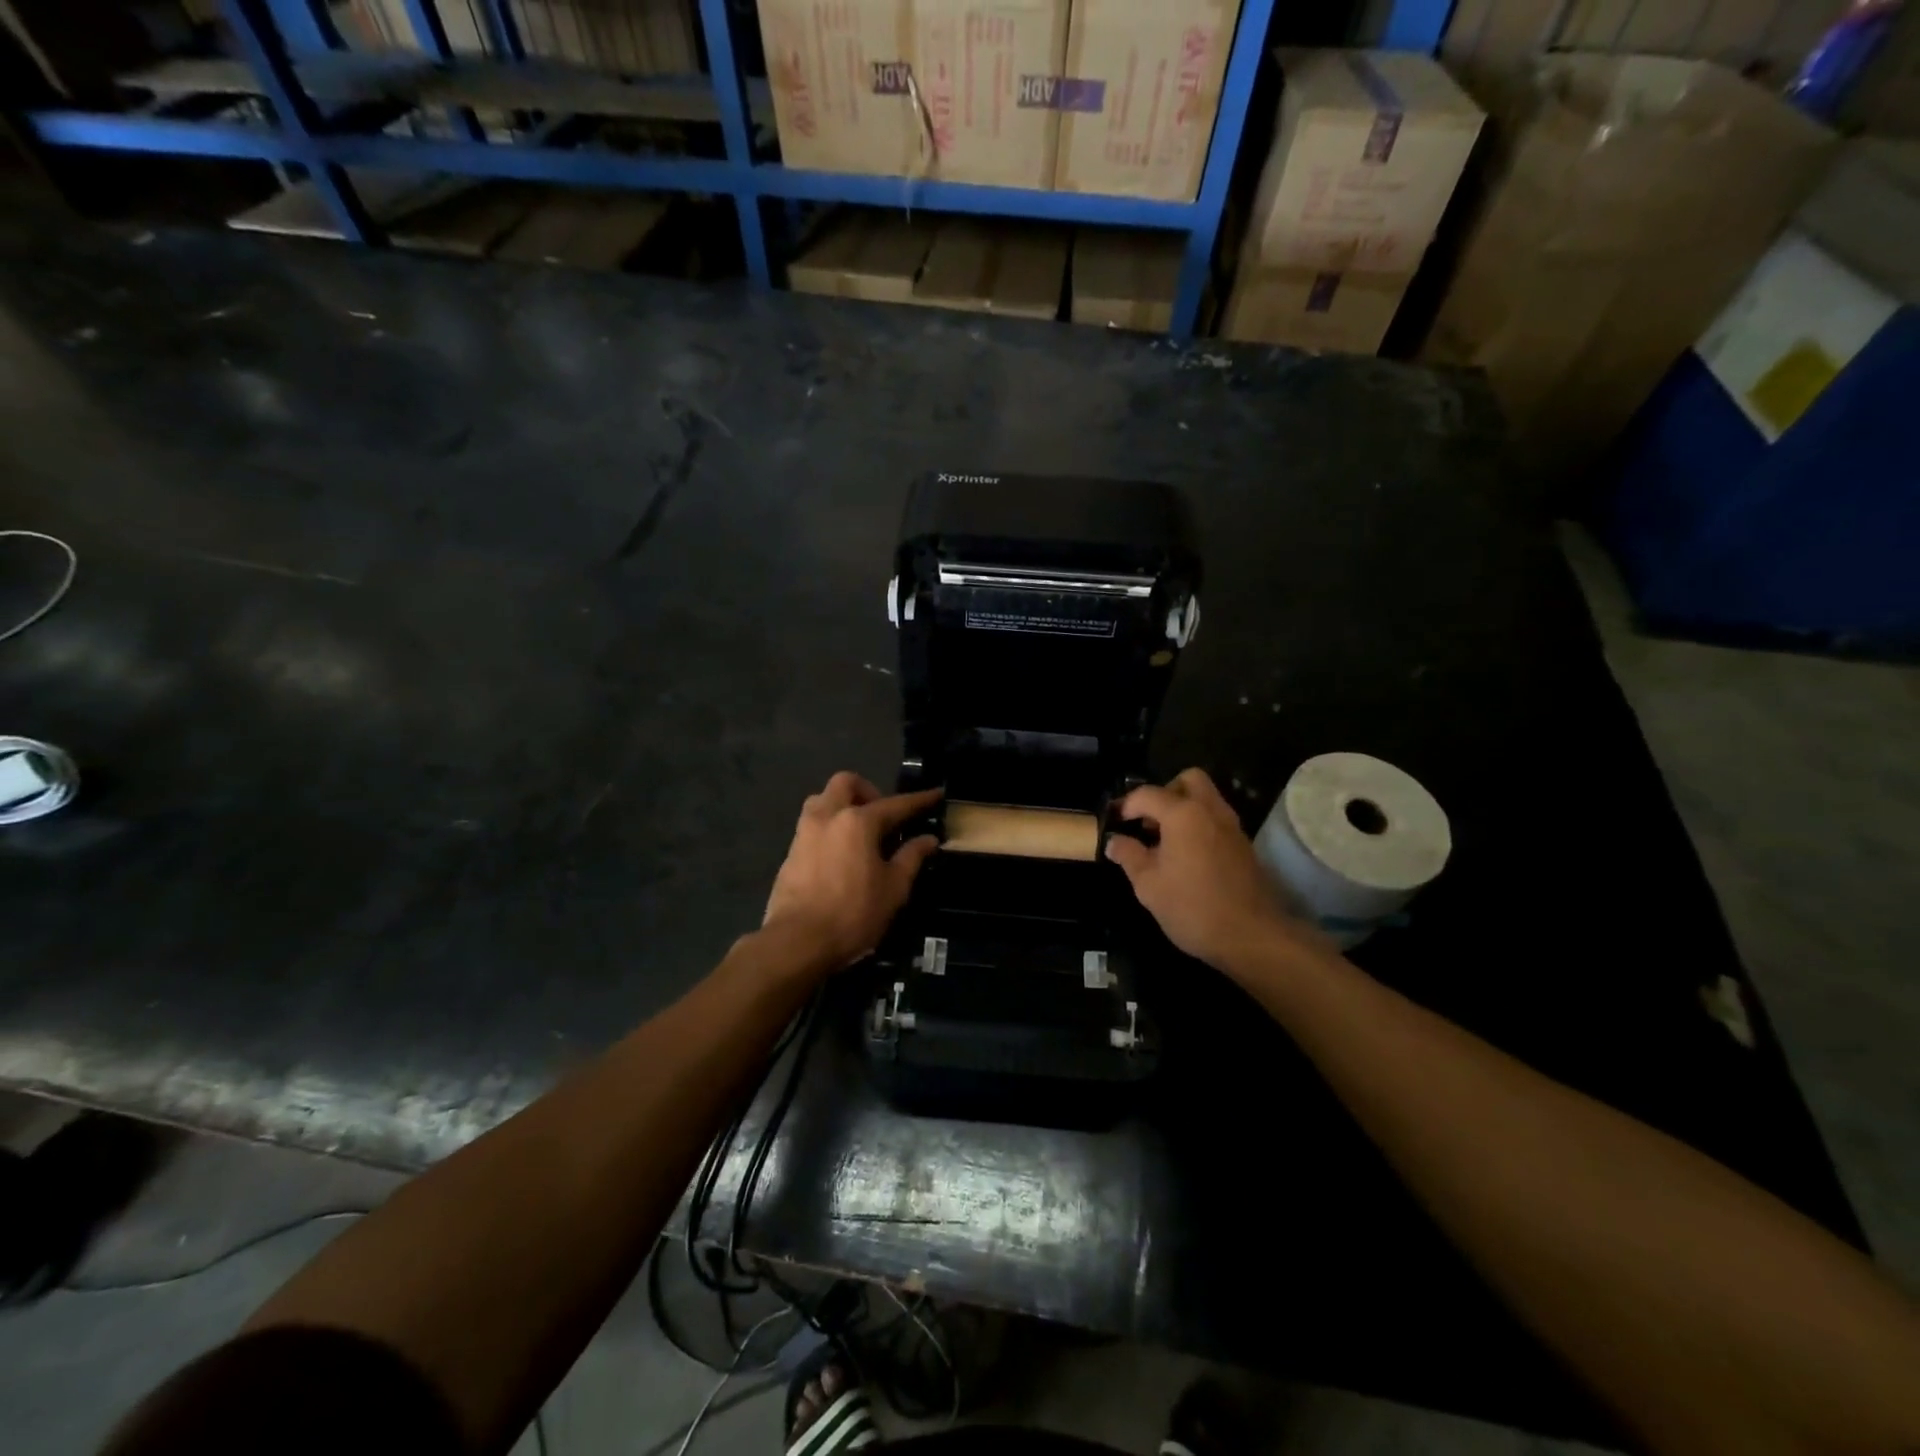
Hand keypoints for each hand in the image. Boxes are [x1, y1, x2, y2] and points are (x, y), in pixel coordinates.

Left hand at [763, 772, 941, 970]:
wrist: (797, 942)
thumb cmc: (853, 914)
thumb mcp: (893, 888)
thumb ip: (911, 857)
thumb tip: (928, 839)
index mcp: (858, 821)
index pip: (896, 804)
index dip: (919, 800)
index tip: (936, 794)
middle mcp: (828, 816)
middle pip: (846, 783)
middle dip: (868, 790)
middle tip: (884, 815)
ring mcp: (805, 832)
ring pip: (823, 799)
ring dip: (843, 804)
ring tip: (860, 832)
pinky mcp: (790, 852)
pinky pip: (812, 824)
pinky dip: (830, 827)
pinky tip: (841, 853)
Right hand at [1106, 769, 1317, 972]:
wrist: (1251, 936)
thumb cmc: (1192, 907)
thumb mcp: (1148, 885)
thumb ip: (1129, 856)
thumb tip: (1113, 841)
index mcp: (1184, 814)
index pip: (1148, 794)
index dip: (1126, 805)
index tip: (1114, 822)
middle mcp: (1210, 810)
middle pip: (1188, 780)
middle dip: (1164, 792)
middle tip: (1149, 821)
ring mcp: (1232, 826)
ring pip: (1206, 798)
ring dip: (1183, 808)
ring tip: (1164, 841)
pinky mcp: (1243, 845)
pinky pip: (1216, 819)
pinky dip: (1199, 825)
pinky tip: (1186, 856)